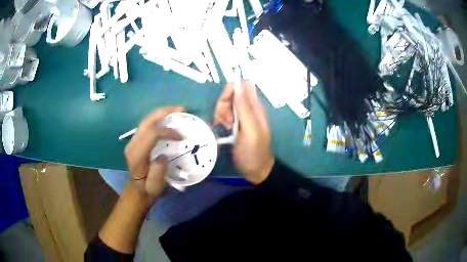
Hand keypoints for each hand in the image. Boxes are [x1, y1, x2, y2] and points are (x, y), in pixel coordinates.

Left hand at [124, 106, 183, 203]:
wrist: (137, 189)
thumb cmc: (148, 188)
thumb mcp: (155, 187)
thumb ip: (158, 173)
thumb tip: (163, 155)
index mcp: (136, 155)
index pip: (151, 134)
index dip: (167, 131)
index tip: (182, 137)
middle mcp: (132, 144)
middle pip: (147, 122)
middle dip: (164, 113)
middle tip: (181, 109)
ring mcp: (133, 140)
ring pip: (146, 120)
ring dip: (161, 113)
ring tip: (177, 110)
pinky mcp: (136, 139)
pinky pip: (147, 124)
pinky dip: (158, 118)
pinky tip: (168, 117)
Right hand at [213, 81, 274, 184]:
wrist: (255, 169)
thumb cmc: (254, 151)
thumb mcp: (250, 130)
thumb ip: (245, 107)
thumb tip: (238, 84)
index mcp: (254, 106)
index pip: (242, 85)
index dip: (231, 90)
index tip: (227, 103)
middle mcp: (247, 107)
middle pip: (230, 93)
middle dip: (223, 104)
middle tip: (227, 120)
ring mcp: (240, 115)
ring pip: (225, 103)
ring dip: (221, 113)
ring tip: (226, 127)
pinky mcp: (234, 123)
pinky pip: (223, 114)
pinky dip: (220, 119)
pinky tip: (223, 129)